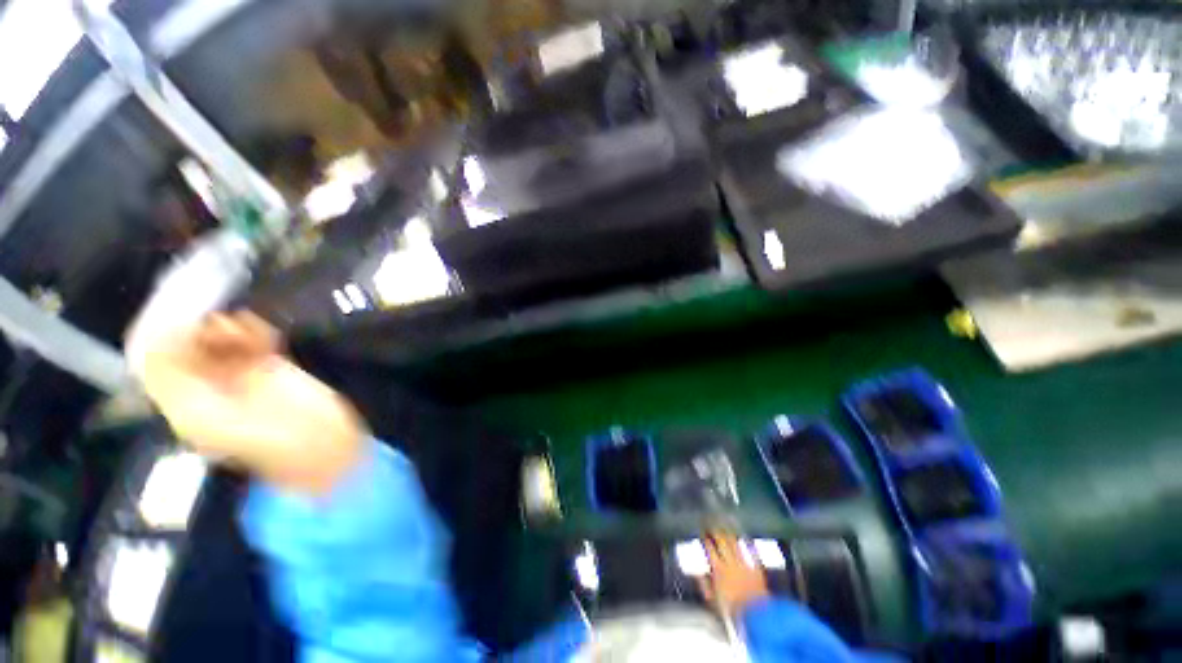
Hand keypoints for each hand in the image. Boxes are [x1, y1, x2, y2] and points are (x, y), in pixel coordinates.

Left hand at [136, 311, 363, 495]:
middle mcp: (208, 389)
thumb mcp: (209, 420)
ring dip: (226, 329)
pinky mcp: (273, 367)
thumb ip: (178, 386)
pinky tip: (255, 326)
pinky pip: (255, 343)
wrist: (320, 442)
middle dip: (197, 333)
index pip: (161, 368)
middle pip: (190, 351)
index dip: (162, 342)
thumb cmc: (266, 440)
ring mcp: (243, 377)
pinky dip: (254, 331)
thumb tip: (154, 345)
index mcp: (186, 406)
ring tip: (238, 324)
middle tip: (214, 322)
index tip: (174, 319)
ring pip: (222, 344)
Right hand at [702, 533, 769, 613]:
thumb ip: (704, 583)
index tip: (703, 533)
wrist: (756, 617)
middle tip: (712, 525)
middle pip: (721, 540)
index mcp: (718, 569)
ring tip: (725, 524)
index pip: (709, 547)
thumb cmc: (732, 611)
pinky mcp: (756, 567)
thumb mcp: (713, 600)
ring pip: (735, 542)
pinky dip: (746, 542)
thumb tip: (697, 571)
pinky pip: (750, 550)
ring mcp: (745, 564)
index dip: (705, 538)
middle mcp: (730, 562)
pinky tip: (744, 536)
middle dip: (715, 531)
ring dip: (729, 532)